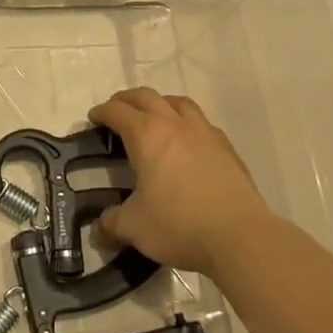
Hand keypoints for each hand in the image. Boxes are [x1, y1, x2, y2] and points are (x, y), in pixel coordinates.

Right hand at [90, 88, 272, 273]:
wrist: (239, 235)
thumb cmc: (179, 225)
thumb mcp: (135, 227)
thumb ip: (112, 223)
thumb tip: (99, 228)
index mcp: (147, 135)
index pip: (118, 112)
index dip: (102, 112)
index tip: (93, 118)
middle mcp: (175, 124)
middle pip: (146, 97)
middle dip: (127, 100)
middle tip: (117, 110)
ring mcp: (204, 132)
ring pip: (178, 102)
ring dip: (160, 103)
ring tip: (153, 116)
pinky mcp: (226, 147)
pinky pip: (201, 122)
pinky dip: (186, 122)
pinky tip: (187, 140)